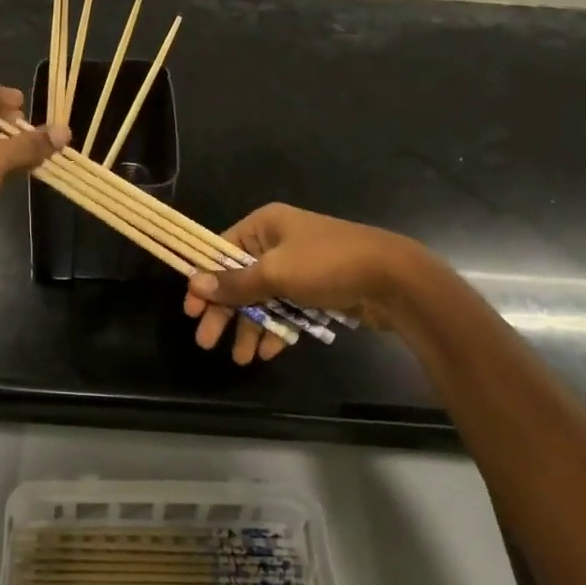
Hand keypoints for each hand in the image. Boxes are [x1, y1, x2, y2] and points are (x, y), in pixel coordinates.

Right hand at [182, 203, 426, 364]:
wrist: (394, 279)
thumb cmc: (327, 265)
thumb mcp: (276, 273)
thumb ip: (235, 283)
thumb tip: (194, 284)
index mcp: (265, 225)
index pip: (222, 250)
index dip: (205, 280)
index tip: (191, 310)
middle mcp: (278, 242)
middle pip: (240, 278)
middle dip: (225, 312)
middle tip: (206, 343)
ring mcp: (299, 267)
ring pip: (263, 299)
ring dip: (250, 327)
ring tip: (241, 359)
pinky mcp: (317, 290)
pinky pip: (286, 309)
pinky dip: (276, 329)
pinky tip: (266, 352)